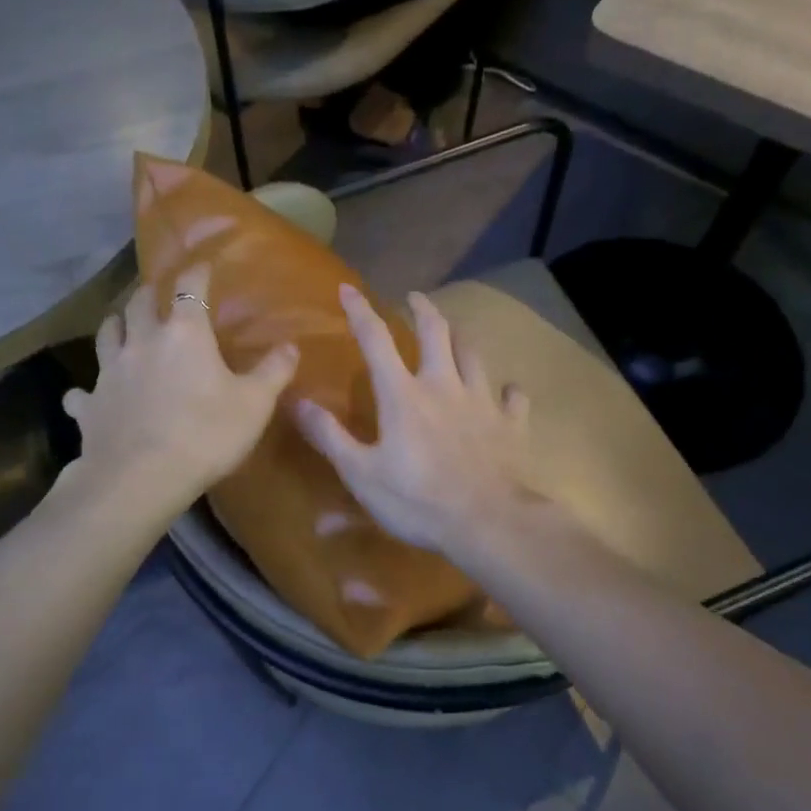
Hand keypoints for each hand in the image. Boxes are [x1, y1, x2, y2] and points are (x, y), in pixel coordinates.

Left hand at [61, 262, 298, 512]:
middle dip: (149, 293)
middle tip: (157, 294)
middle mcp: (142, 342)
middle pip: (138, 302)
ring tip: (123, 327)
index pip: (189, 288)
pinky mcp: (89, 405)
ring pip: (106, 334)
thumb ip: (274, 372)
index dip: (197, 273)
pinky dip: (87, 390)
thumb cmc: (206, 435)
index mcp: (184, 333)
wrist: (142, 479)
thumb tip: (291, 345)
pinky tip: (90, 397)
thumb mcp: (255, 405)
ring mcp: (109, 372)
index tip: (202, 266)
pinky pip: (82, 391)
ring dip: (116, 326)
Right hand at [295, 284, 537, 555]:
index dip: (360, 311)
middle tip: (415, 297)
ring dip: (461, 339)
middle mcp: (444, 385)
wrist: (488, 522)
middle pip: (436, 332)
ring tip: (454, 333)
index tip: (348, 288)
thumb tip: (298, 401)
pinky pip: (513, 397)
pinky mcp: (511, 424)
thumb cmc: (417, 500)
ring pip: (473, 356)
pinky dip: (507, 391)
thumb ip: (329, 436)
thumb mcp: (360, 474)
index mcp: (403, 395)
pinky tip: (506, 392)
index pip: (376, 340)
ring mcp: (483, 402)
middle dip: (423, 309)